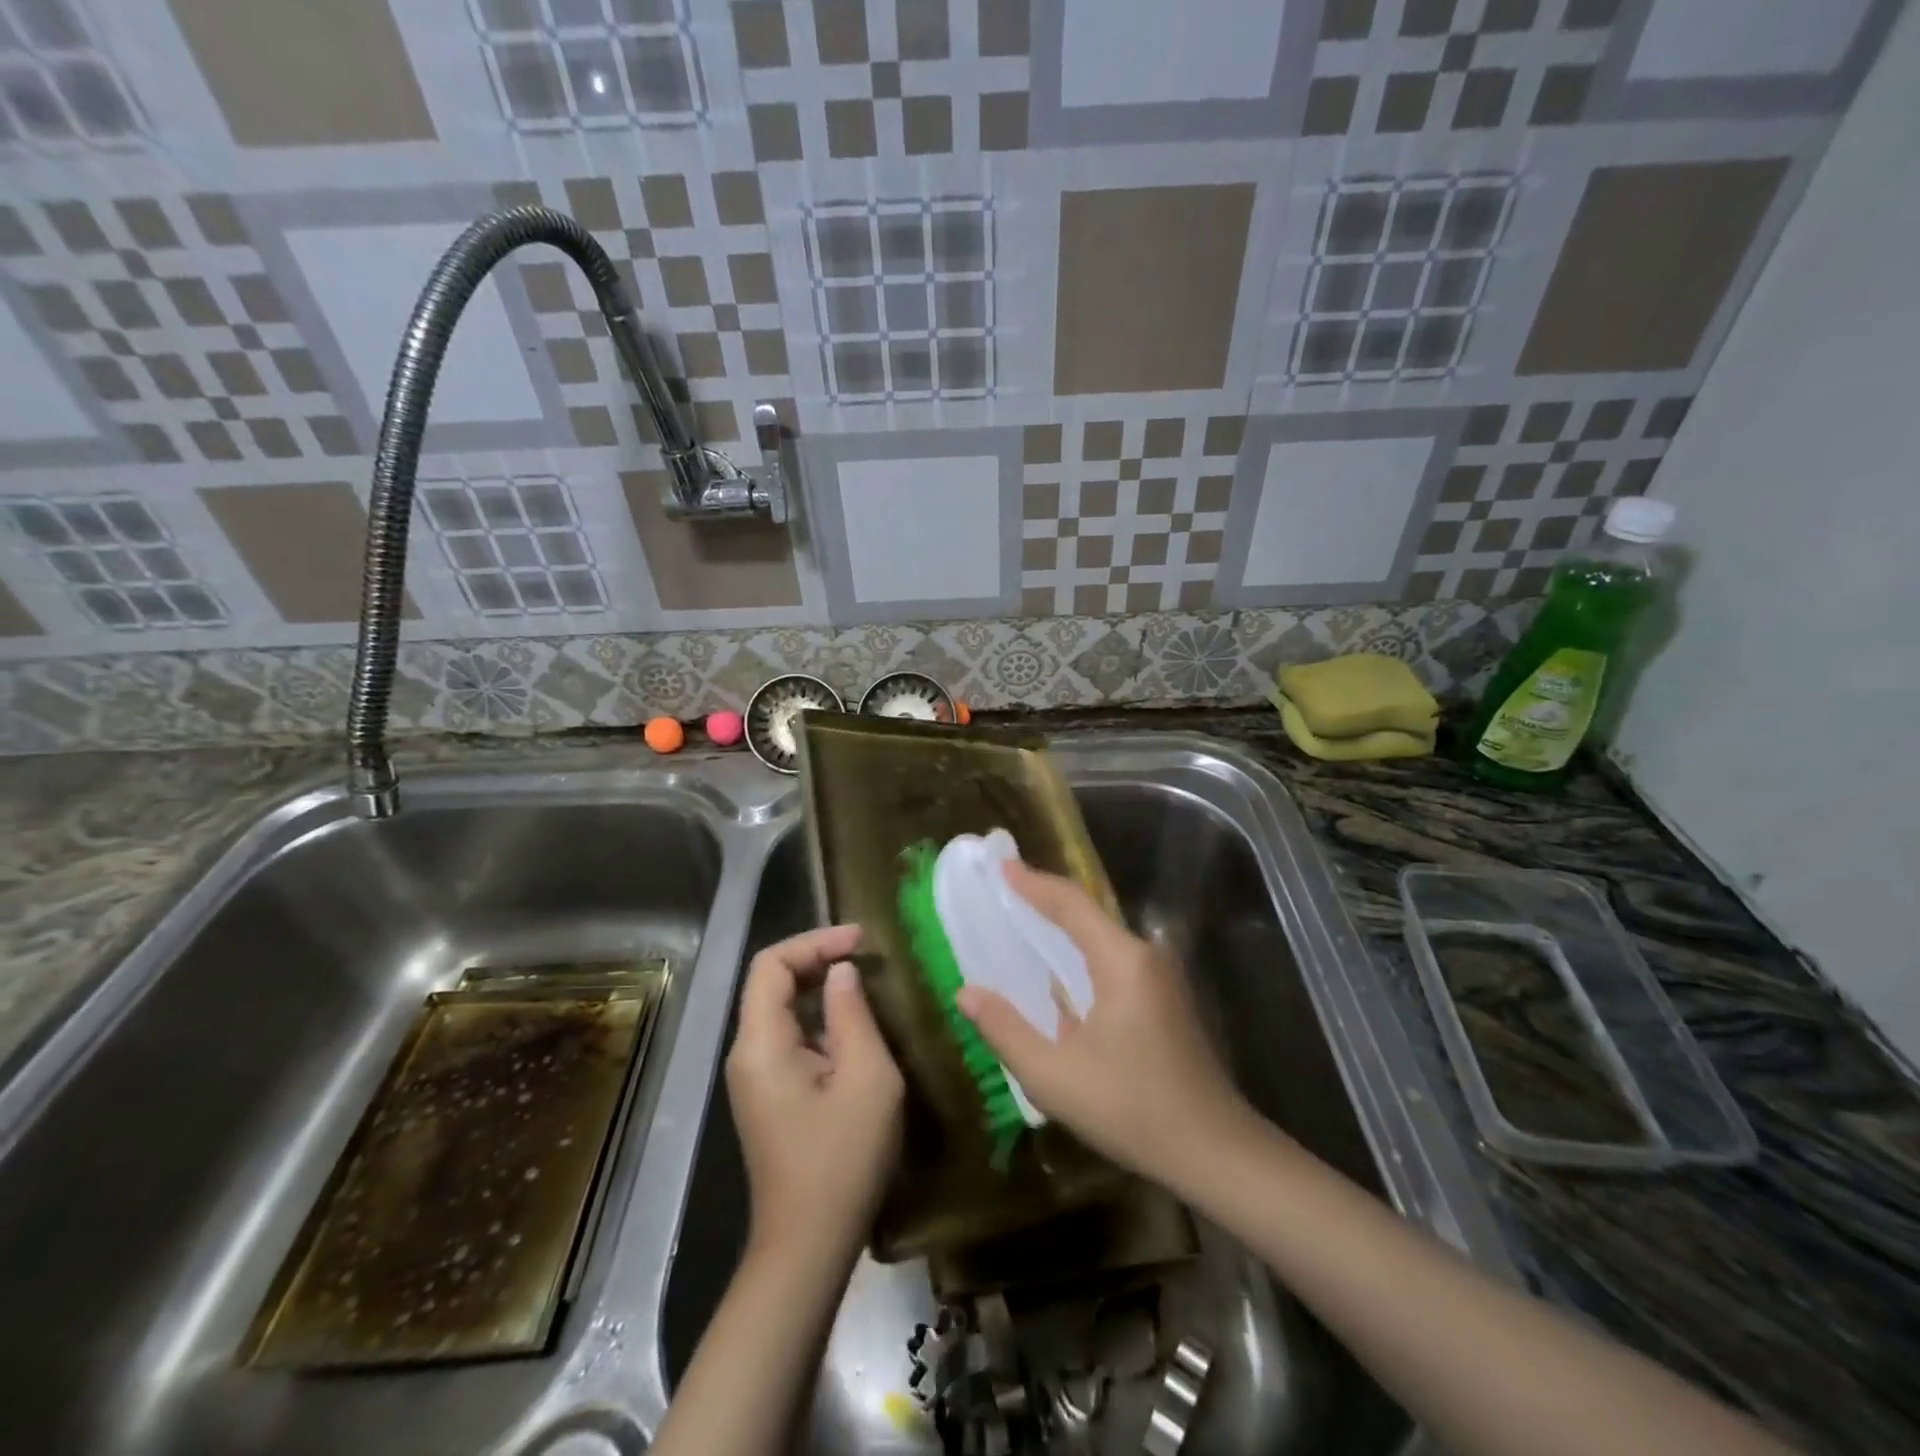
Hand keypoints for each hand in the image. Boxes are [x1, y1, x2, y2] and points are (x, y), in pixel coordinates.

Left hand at [725, 924, 904, 1264]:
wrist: (808, 1249)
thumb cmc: (842, 1161)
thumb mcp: (867, 1079)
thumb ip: (852, 1016)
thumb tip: (841, 973)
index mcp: (760, 1044)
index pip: (771, 965)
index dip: (815, 941)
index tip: (860, 940)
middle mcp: (747, 1054)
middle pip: (771, 982)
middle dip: (817, 958)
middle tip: (867, 954)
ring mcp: (755, 1078)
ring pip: (781, 1010)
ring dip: (820, 987)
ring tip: (866, 980)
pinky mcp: (770, 1097)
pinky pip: (789, 1038)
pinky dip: (819, 1018)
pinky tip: (855, 1026)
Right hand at [955, 863, 1253, 1188]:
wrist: (1213, 1151)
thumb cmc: (1131, 1109)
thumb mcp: (1054, 1076)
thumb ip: (1005, 1029)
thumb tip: (966, 993)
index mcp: (1121, 961)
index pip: (1071, 904)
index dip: (1033, 883)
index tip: (1001, 866)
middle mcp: (1144, 956)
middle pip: (1088, 913)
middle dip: (1044, 900)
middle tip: (1003, 891)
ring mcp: (1160, 977)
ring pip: (1102, 937)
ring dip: (1063, 928)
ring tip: (1021, 923)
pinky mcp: (1165, 998)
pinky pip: (1113, 959)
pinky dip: (1080, 954)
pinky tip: (1057, 974)